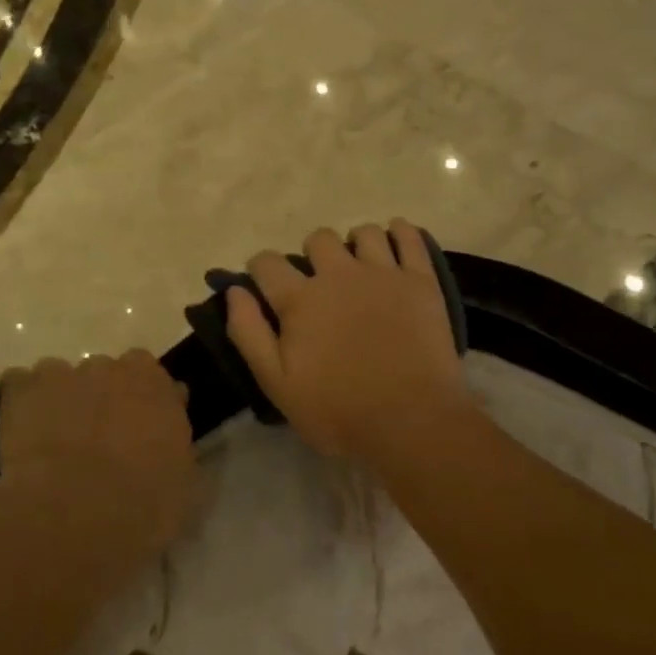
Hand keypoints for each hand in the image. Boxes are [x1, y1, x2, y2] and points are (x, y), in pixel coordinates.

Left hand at [0, 351, 199, 575]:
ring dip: (61, 399)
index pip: (154, 379)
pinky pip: (19, 384)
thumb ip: (178, 452)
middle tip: (96, 439)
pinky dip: (20, 402)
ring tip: (53, 441)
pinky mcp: (24, 388)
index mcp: (157, 386)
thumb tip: (171, 443)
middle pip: (107, 373)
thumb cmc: (143, 505)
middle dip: (102, 398)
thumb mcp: (183, 486)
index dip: (144, 404)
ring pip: (63, 377)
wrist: (75, 513)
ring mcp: (66, 373)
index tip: (139, 431)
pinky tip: (19, 433)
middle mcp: (113, 368)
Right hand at [225, 220, 472, 461]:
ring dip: (356, 244)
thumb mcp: (277, 383)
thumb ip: (249, 333)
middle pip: (318, 238)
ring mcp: (383, 273)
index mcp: (301, 298)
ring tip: (360, 269)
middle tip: (320, 284)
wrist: (411, 421)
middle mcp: (339, 274)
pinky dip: (400, 233)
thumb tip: (235, 290)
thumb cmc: (338, 410)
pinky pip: (410, 238)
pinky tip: (396, 243)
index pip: (267, 262)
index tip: (266, 285)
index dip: (261, 269)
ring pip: (364, 233)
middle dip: (312, 255)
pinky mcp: (421, 281)